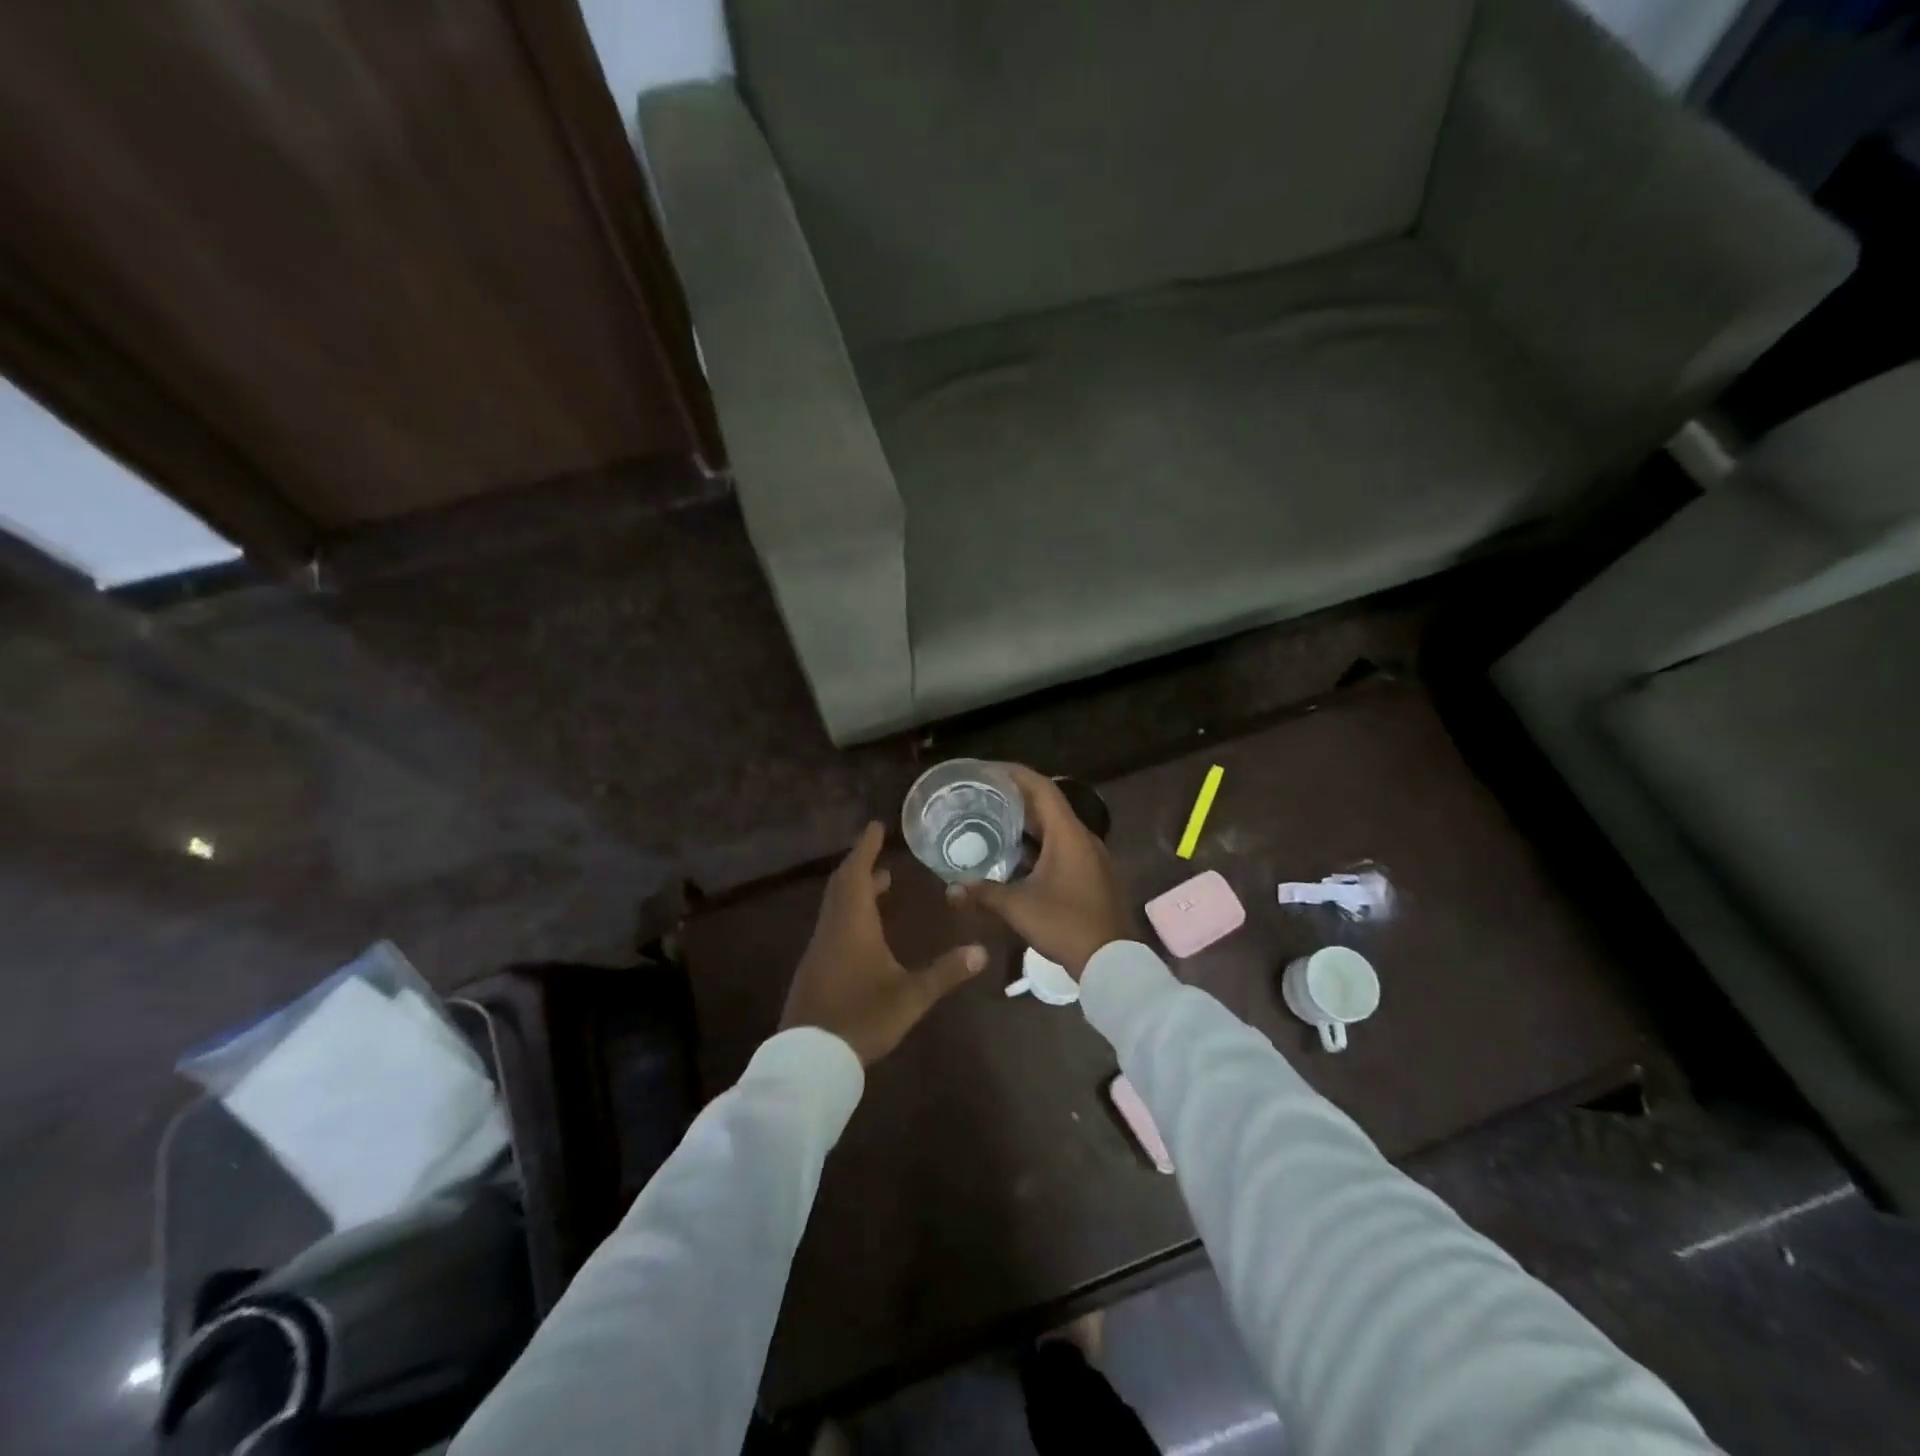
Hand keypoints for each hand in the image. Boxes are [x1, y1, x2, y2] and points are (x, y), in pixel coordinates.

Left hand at [780, 822, 987, 1065]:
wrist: (809, 1059)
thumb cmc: (861, 1018)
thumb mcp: (909, 997)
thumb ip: (945, 973)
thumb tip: (982, 951)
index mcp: (852, 924)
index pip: (857, 873)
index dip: (865, 847)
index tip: (875, 826)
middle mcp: (833, 928)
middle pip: (843, 884)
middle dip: (862, 864)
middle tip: (881, 852)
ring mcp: (820, 948)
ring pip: (836, 905)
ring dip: (856, 888)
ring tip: (882, 884)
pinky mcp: (816, 967)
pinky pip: (833, 923)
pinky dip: (850, 910)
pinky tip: (866, 929)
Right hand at [948, 766, 1134, 977]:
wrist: (1112, 962)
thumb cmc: (1065, 925)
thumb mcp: (1018, 907)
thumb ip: (983, 893)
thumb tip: (950, 890)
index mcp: (1068, 835)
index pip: (1042, 788)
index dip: (1015, 774)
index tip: (989, 770)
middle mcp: (1084, 838)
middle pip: (1049, 806)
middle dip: (1016, 800)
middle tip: (984, 797)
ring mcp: (1093, 858)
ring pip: (1056, 830)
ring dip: (1028, 825)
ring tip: (994, 824)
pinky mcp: (1094, 876)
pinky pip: (1064, 848)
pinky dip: (1040, 846)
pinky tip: (1017, 859)